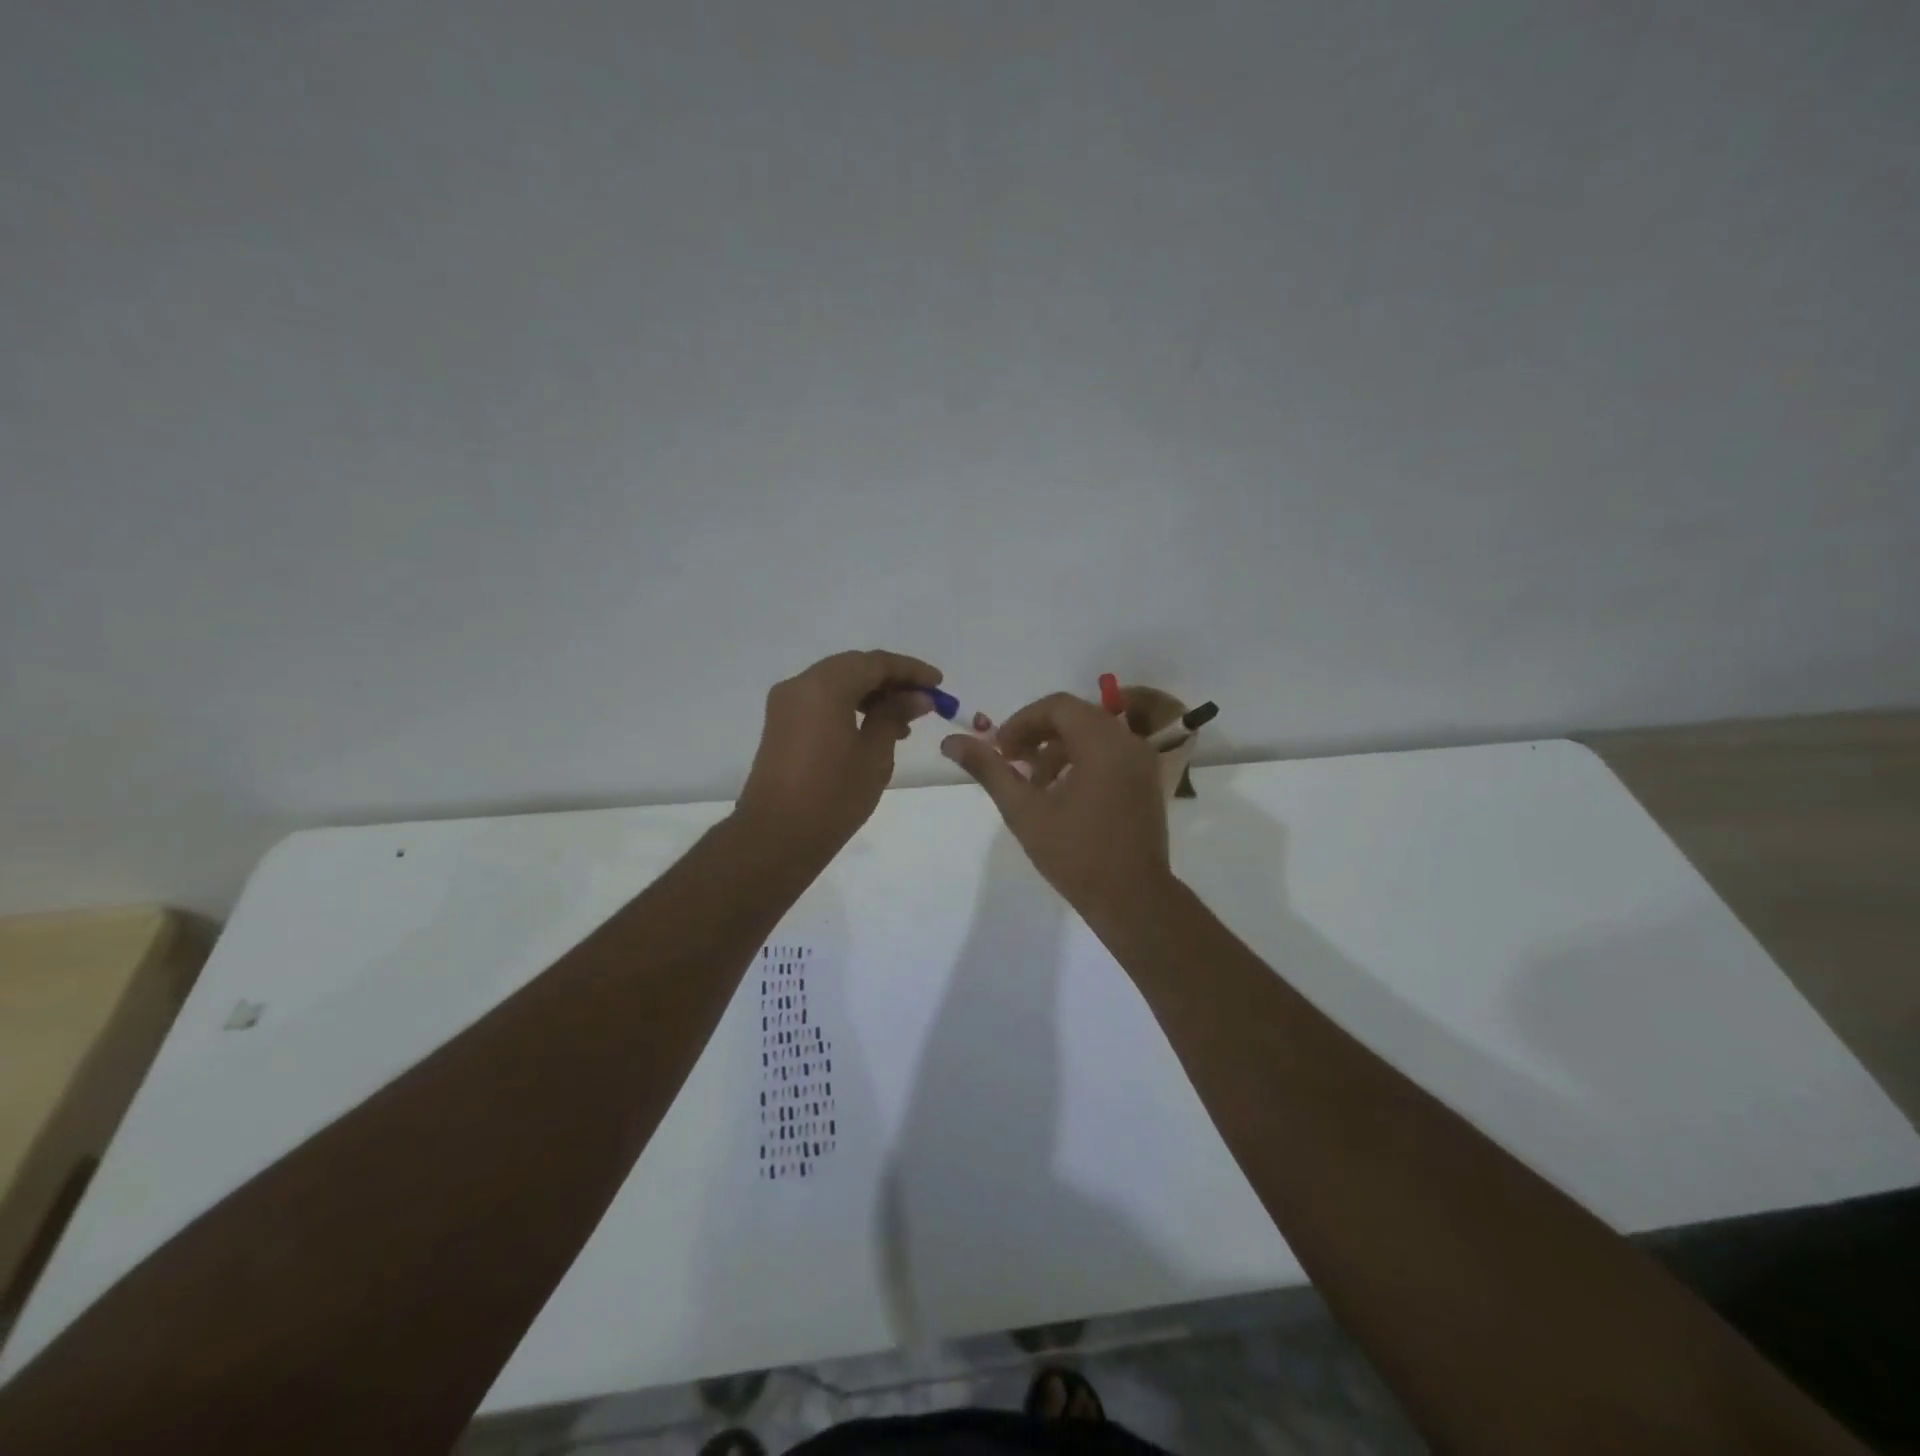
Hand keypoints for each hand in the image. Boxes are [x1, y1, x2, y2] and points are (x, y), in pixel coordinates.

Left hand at [737, 650, 942, 857]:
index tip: (939, 684)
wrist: (776, 838)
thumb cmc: (832, 797)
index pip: (875, 663)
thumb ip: (895, 716)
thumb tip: (917, 697)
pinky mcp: (781, 725)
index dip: (910, 670)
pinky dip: (850, 706)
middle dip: (891, 680)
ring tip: (904, 722)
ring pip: (837, 683)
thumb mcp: (874, 755)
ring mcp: (786, 704)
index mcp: (824, 686)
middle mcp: (800, 685)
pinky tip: (874, 729)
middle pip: (853, 667)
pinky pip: (821, 701)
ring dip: (871, 694)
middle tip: (924, 700)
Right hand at [941, 692, 1172, 920]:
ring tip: (1033, 785)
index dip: (1022, 721)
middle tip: (1011, 761)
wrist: (1132, 899)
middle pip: (1076, 717)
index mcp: (1103, 742)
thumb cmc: (1076, 854)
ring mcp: (1143, 762)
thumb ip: (989, 770)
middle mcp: (1128, 742)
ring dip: (1059, 749)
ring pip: (1093, 735)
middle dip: (1038, 734)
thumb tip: (951, 741)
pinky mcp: (1147, 781)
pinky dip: (1082, 760)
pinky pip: (1110, 753)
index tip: (1000, 749)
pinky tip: (1061, 794)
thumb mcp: (1024, 810)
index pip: (1058, 706)